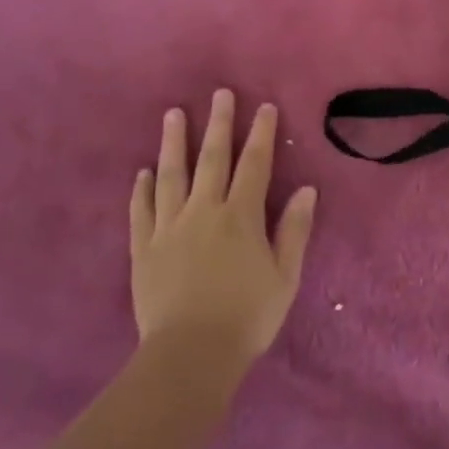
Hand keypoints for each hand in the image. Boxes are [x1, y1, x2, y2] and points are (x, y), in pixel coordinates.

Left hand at [131, 89, 316, 369]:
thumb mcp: (285, 277)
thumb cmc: (247, 317)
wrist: (190, 355)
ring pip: (171, 175)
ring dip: (173, 143)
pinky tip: (144, 172)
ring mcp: (169, 227)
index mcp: (241, 215)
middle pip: (212, 158)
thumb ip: (294, 230)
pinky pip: (142, 211)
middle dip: (218, 124)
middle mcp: (204, 210)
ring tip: (173, 115)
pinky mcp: (144, 248)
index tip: (264, 107)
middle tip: (219, 93)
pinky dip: (143, 189)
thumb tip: (307, 189)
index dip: (261, 133)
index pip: (254, 164)